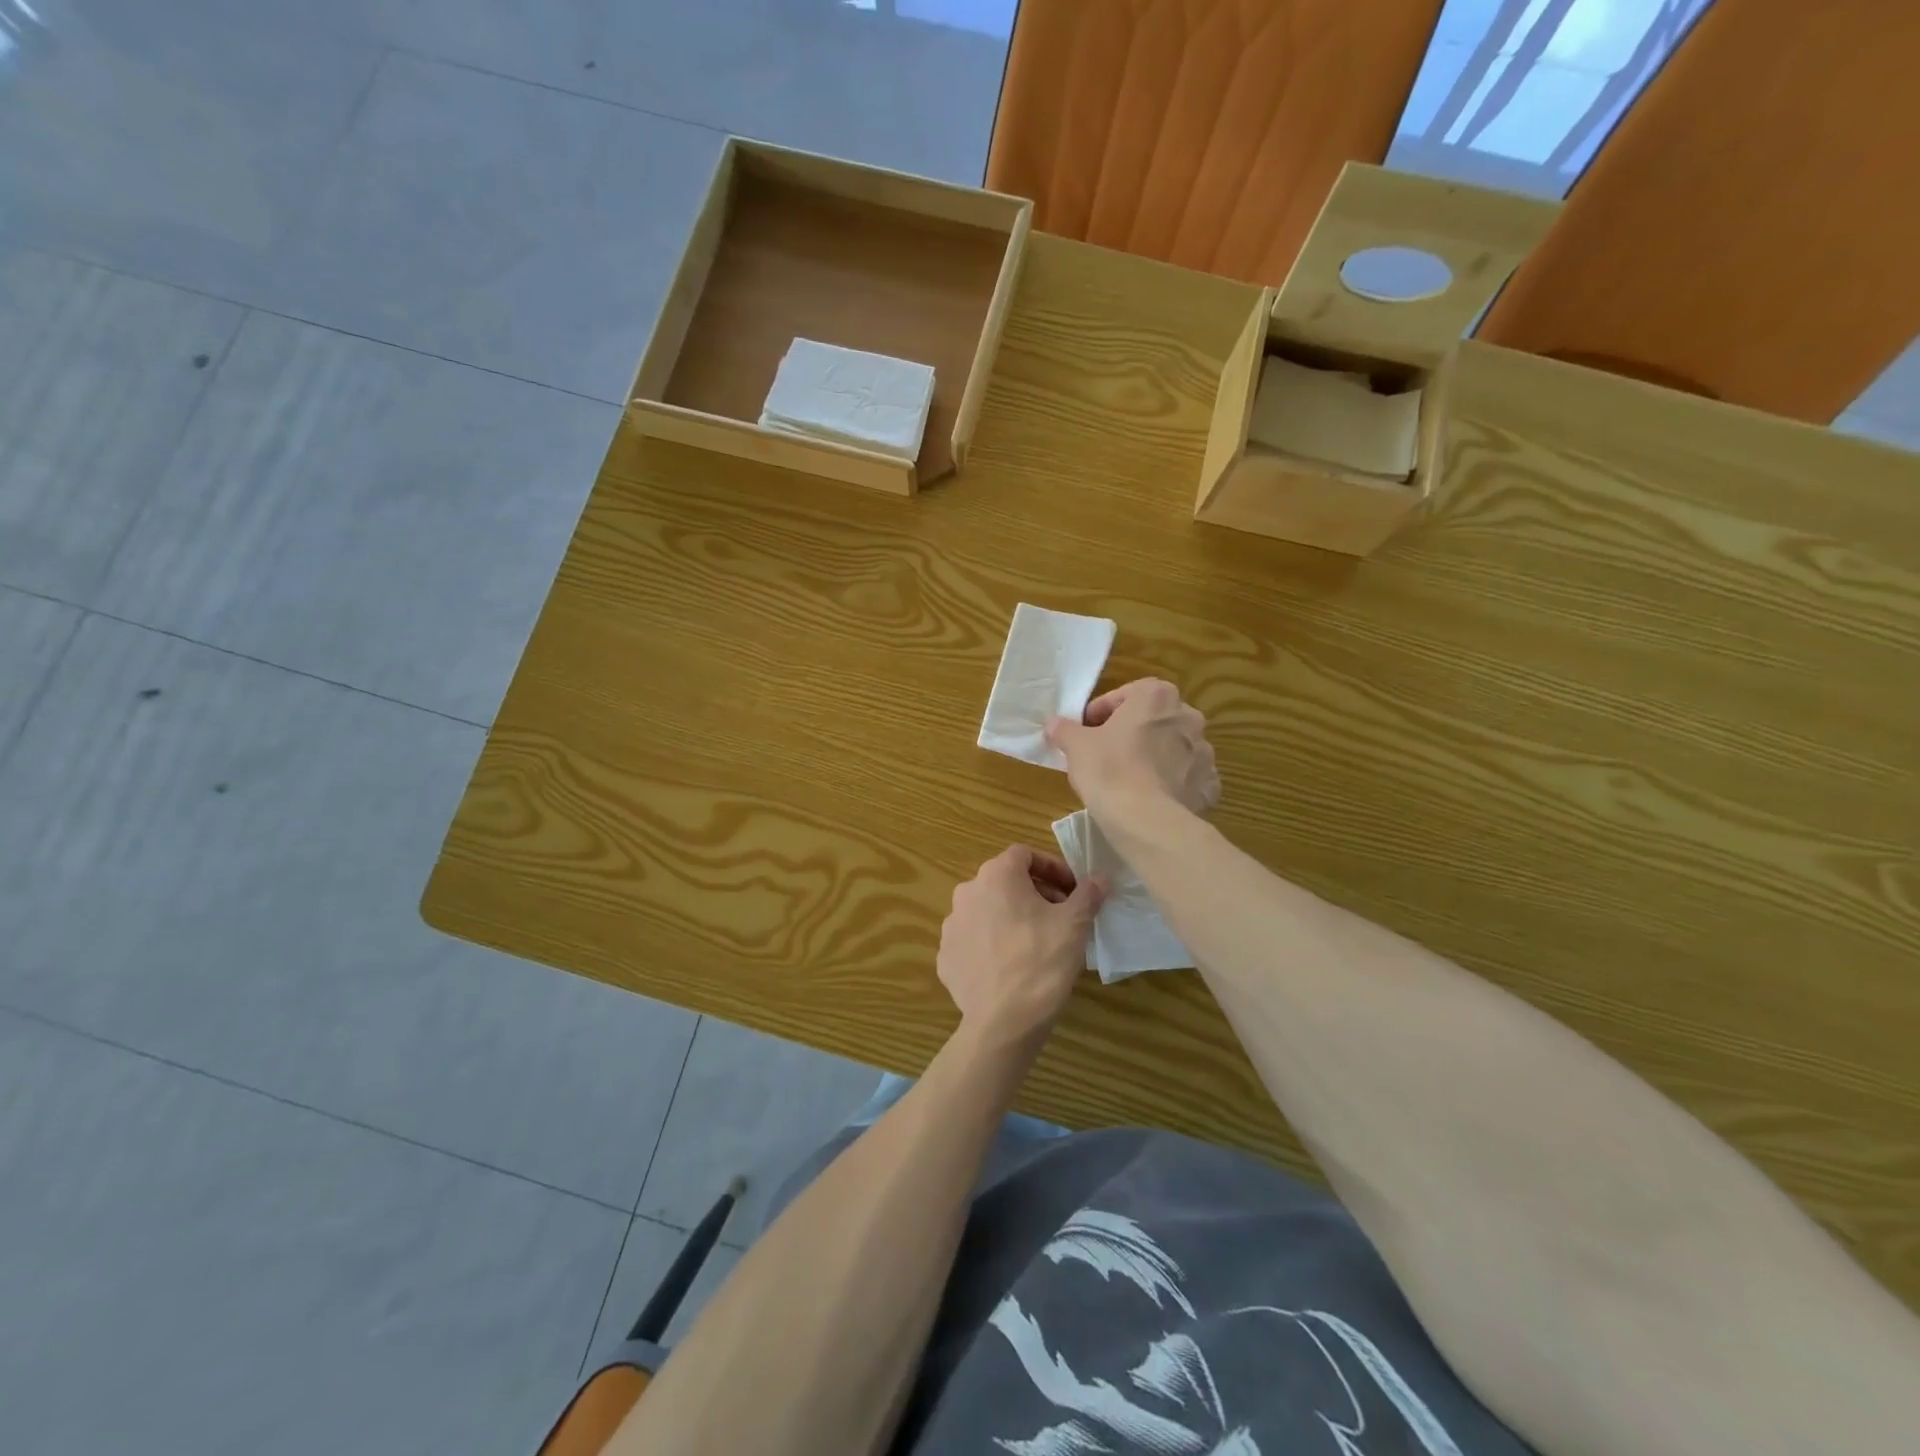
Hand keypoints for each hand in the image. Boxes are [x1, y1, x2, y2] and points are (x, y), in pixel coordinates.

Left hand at [937, 846, 1103, 1041]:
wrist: (1003, 1022)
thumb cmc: (1042, 961)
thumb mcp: (1075, 925)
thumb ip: (1088, 894)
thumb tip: (1100, 877)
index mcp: (996, 876)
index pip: (1025, 855)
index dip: (1052, 868)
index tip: (1073, 891)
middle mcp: (967, 892)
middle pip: (1005, 881)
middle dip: (1035, 893)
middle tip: (1060, 917)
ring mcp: (951, 925)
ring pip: (987, 910)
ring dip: (1011, 917)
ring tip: (1036, 943)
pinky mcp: (946, 956)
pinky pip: (973, 939)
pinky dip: (992, 943)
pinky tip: (1011, 966)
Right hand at [1045, 678, 1218, 825]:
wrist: (1145, 820)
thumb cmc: (1109, 769)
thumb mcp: (1075, 745)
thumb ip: (1064, 729)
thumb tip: (1054, 724)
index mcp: (1157, 696)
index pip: (1125, 694)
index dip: (1102, 711)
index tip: (1086, 730)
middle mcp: (1188, 717)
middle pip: (1153, 719)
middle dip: (1132, 731)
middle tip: (1107, 751)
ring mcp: (1204, 752)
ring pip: (1173, 747)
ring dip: (1155, 755)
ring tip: (1130, 777)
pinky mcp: (1209, 784)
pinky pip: (1188, 777)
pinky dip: (1174, 782)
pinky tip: (1154, 796)